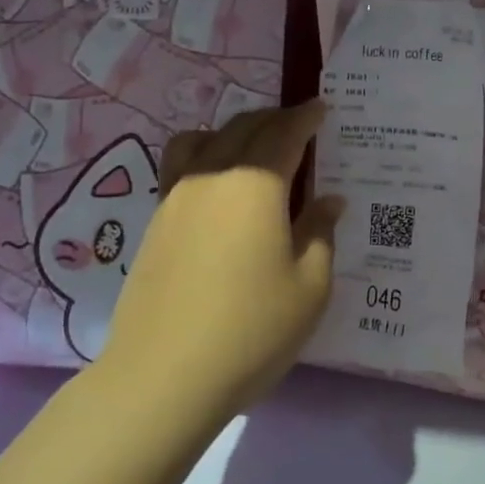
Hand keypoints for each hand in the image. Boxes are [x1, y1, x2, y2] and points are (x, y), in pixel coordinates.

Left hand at [100, 101, 342, 419]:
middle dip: (274, 120)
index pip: (284, 133)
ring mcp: (176, 199)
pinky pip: (181, 167)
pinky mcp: (155, 224)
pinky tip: (220, 190)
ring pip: (203, 140)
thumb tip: (328, 201)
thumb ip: (321, 233)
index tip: (322, 107)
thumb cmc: (252, 329)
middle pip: (243, 128)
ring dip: (234, 132)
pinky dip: (205, 157)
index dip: (306, 117)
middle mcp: (211, 177)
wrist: (164, 376)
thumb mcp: (310, 286)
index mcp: (255, 185)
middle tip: (298, 127)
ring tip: (253, 150)